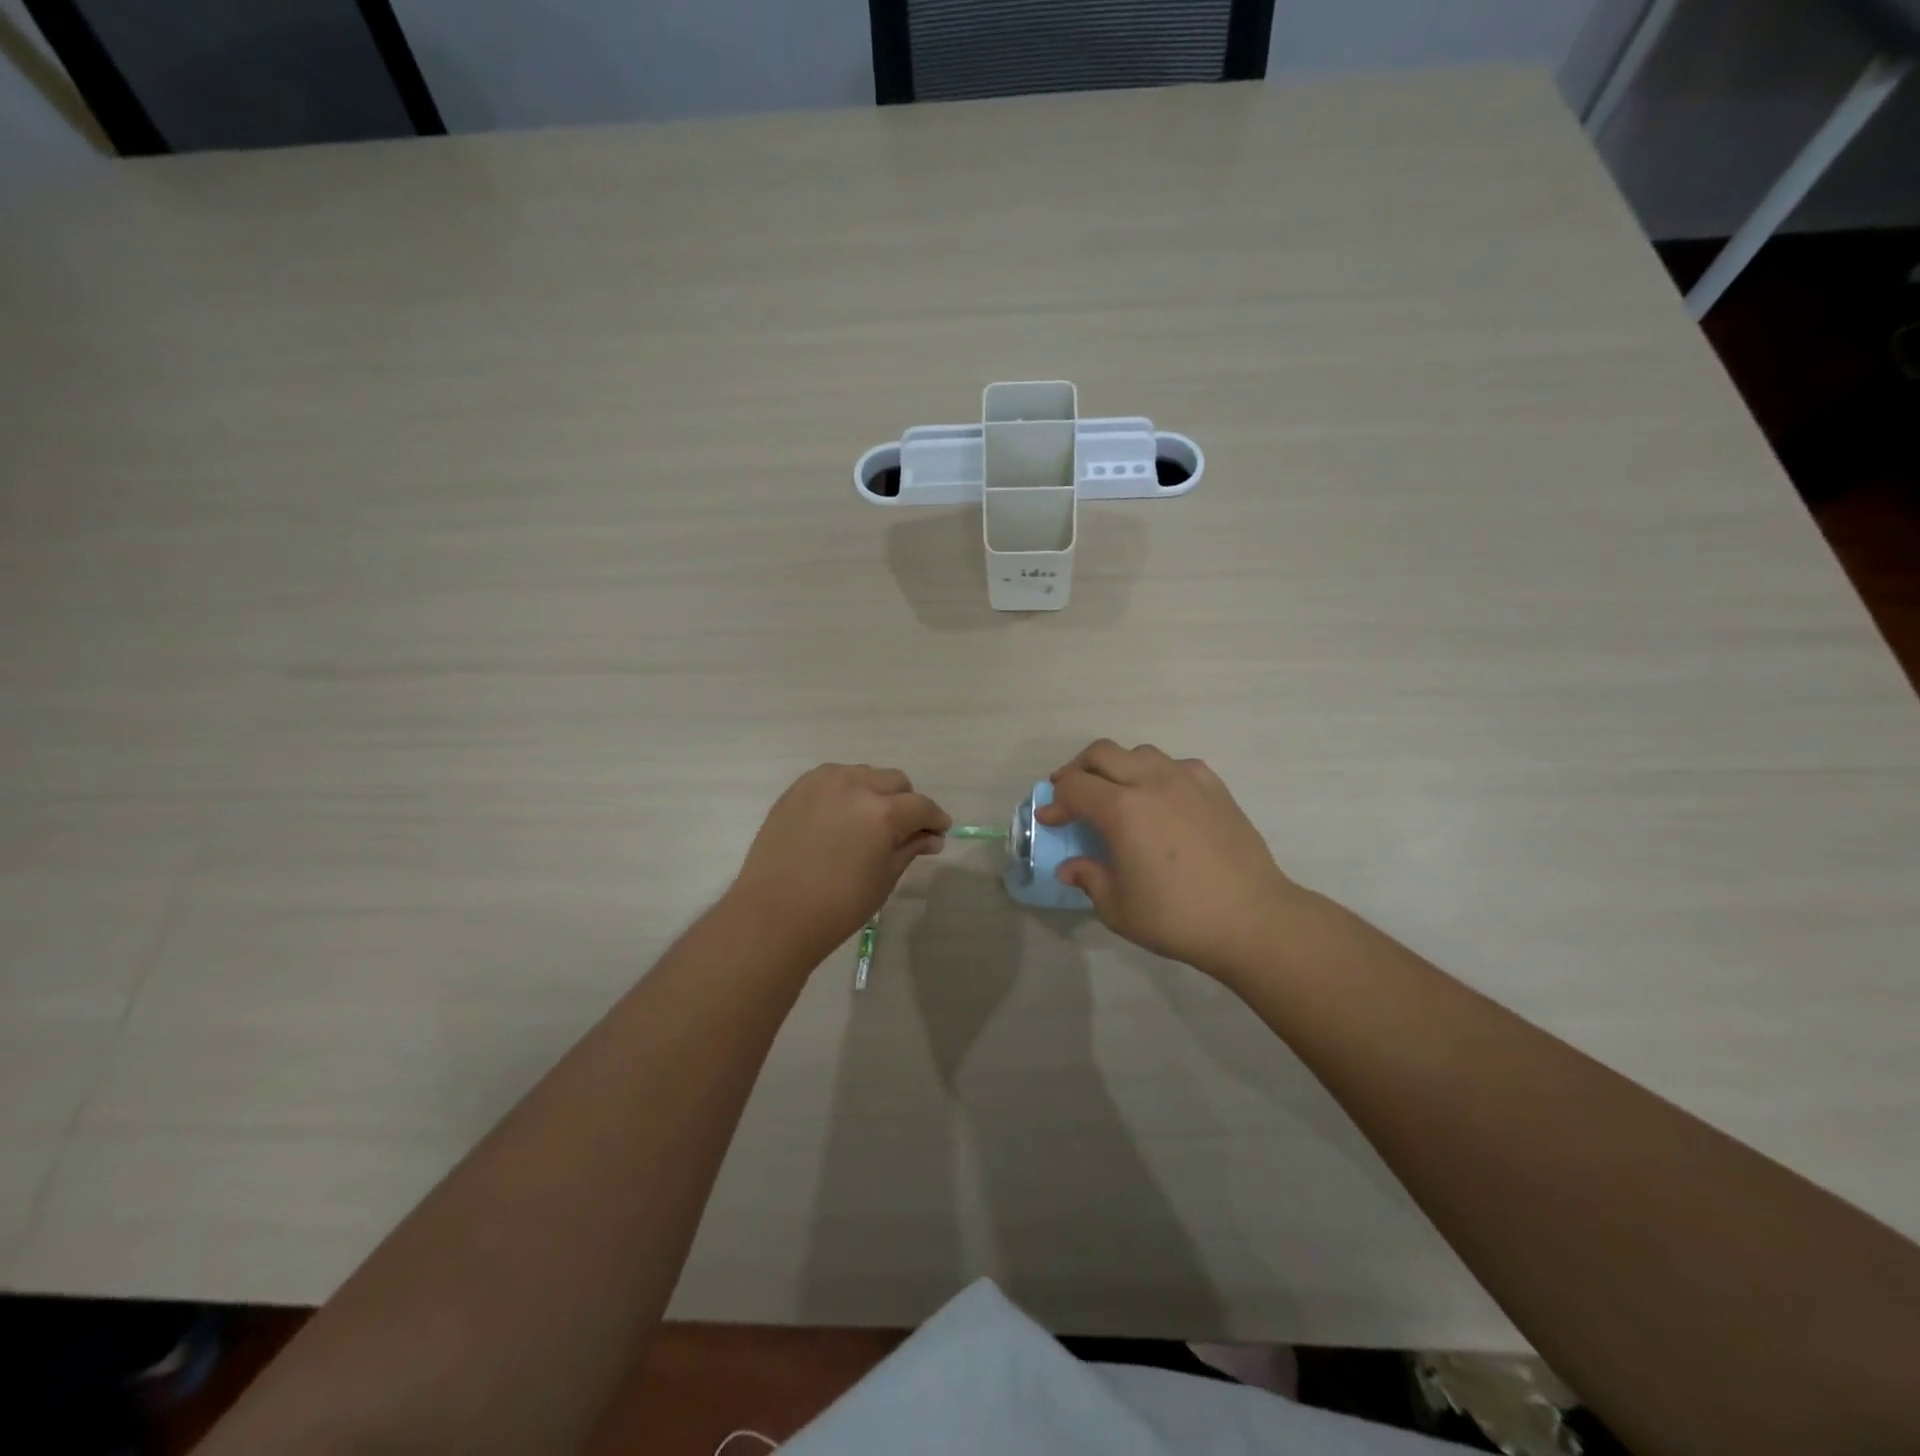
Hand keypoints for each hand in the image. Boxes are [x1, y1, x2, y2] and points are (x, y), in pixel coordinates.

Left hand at [728, 764, 949, 958]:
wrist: (774, 913)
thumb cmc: (837, 906)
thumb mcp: (884, 878)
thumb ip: (910, 848)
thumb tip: (932, 837)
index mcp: (883, 812)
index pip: (922, 806)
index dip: (935, 820)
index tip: (938, 833)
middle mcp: (856, 786)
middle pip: (896, 781)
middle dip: (907, 803)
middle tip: (904, 830)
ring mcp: (823, 782)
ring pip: (865, 774)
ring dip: (876, 791)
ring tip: (869, 820)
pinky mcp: (798, 787)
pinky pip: (834, 777)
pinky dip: (846, 790)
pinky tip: (841, 815)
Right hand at [1038, 740, 1308, 979]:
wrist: (1252, 918)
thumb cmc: (1178, 917)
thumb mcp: (1118, 908)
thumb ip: (1089, 879)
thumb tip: (1071, 868)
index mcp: (1122, 810)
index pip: (1074, 787)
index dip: (1055, 801)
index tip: (1050, 819)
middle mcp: (1151, 782)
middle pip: (1101, 753)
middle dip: (1078, 769)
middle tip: (1071, 793)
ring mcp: (1186, 780)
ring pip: (1139, 752)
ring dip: (1118, 767)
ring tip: (1115, 793)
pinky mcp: (1215, 787)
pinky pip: (1176, 764)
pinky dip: (1156, 773)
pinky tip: (1160, 798)